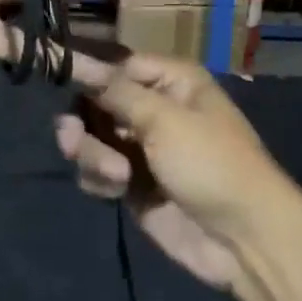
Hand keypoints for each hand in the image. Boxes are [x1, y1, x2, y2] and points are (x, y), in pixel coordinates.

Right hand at [55, 53, 301, 291]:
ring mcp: (142, 148)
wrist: (243, 240)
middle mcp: (155, 108)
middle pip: (97, 102)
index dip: (88, 74)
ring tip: (115, 176)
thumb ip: (116, 92)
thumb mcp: (164, 120)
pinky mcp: (133, 184)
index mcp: (172, 82)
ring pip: (93, 138)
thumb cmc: (211, 164)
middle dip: (83, 123)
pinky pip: (98, 171)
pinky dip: (99, 179)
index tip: (58, 79)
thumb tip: (76, 60)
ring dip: (93, 155)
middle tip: (72, 142)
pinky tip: (114, 191)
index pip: (116, 65)